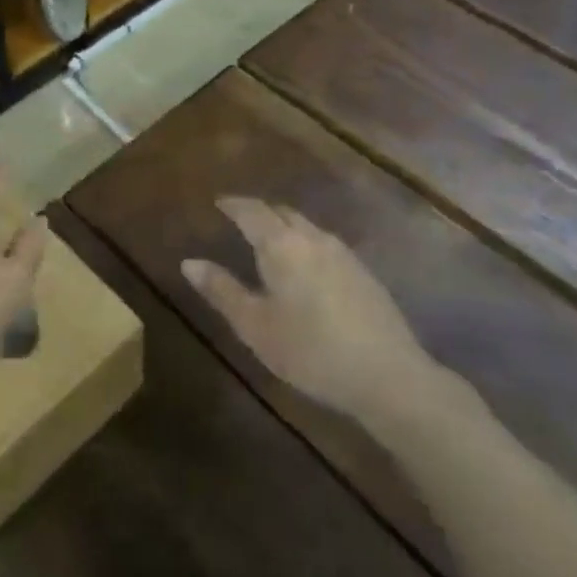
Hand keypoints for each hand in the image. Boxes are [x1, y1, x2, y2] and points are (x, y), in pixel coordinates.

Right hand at [183, 197, 434, 421]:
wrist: (387, 375)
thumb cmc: (310, 350)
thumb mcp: (255, 325)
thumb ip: (222, 290)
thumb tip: (189, 262)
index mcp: (281, 245)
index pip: (252, 210)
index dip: (233, 204)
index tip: (218, 202)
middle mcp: (312, 238)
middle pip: (282, 212)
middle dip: (259, 211)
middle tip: (240, 219)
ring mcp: (342, 253)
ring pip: (306, 226)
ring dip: (284, 226)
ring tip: (268, 240)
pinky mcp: (362, 272)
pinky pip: (323, 243)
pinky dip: (304, 243)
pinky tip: (304, 267)